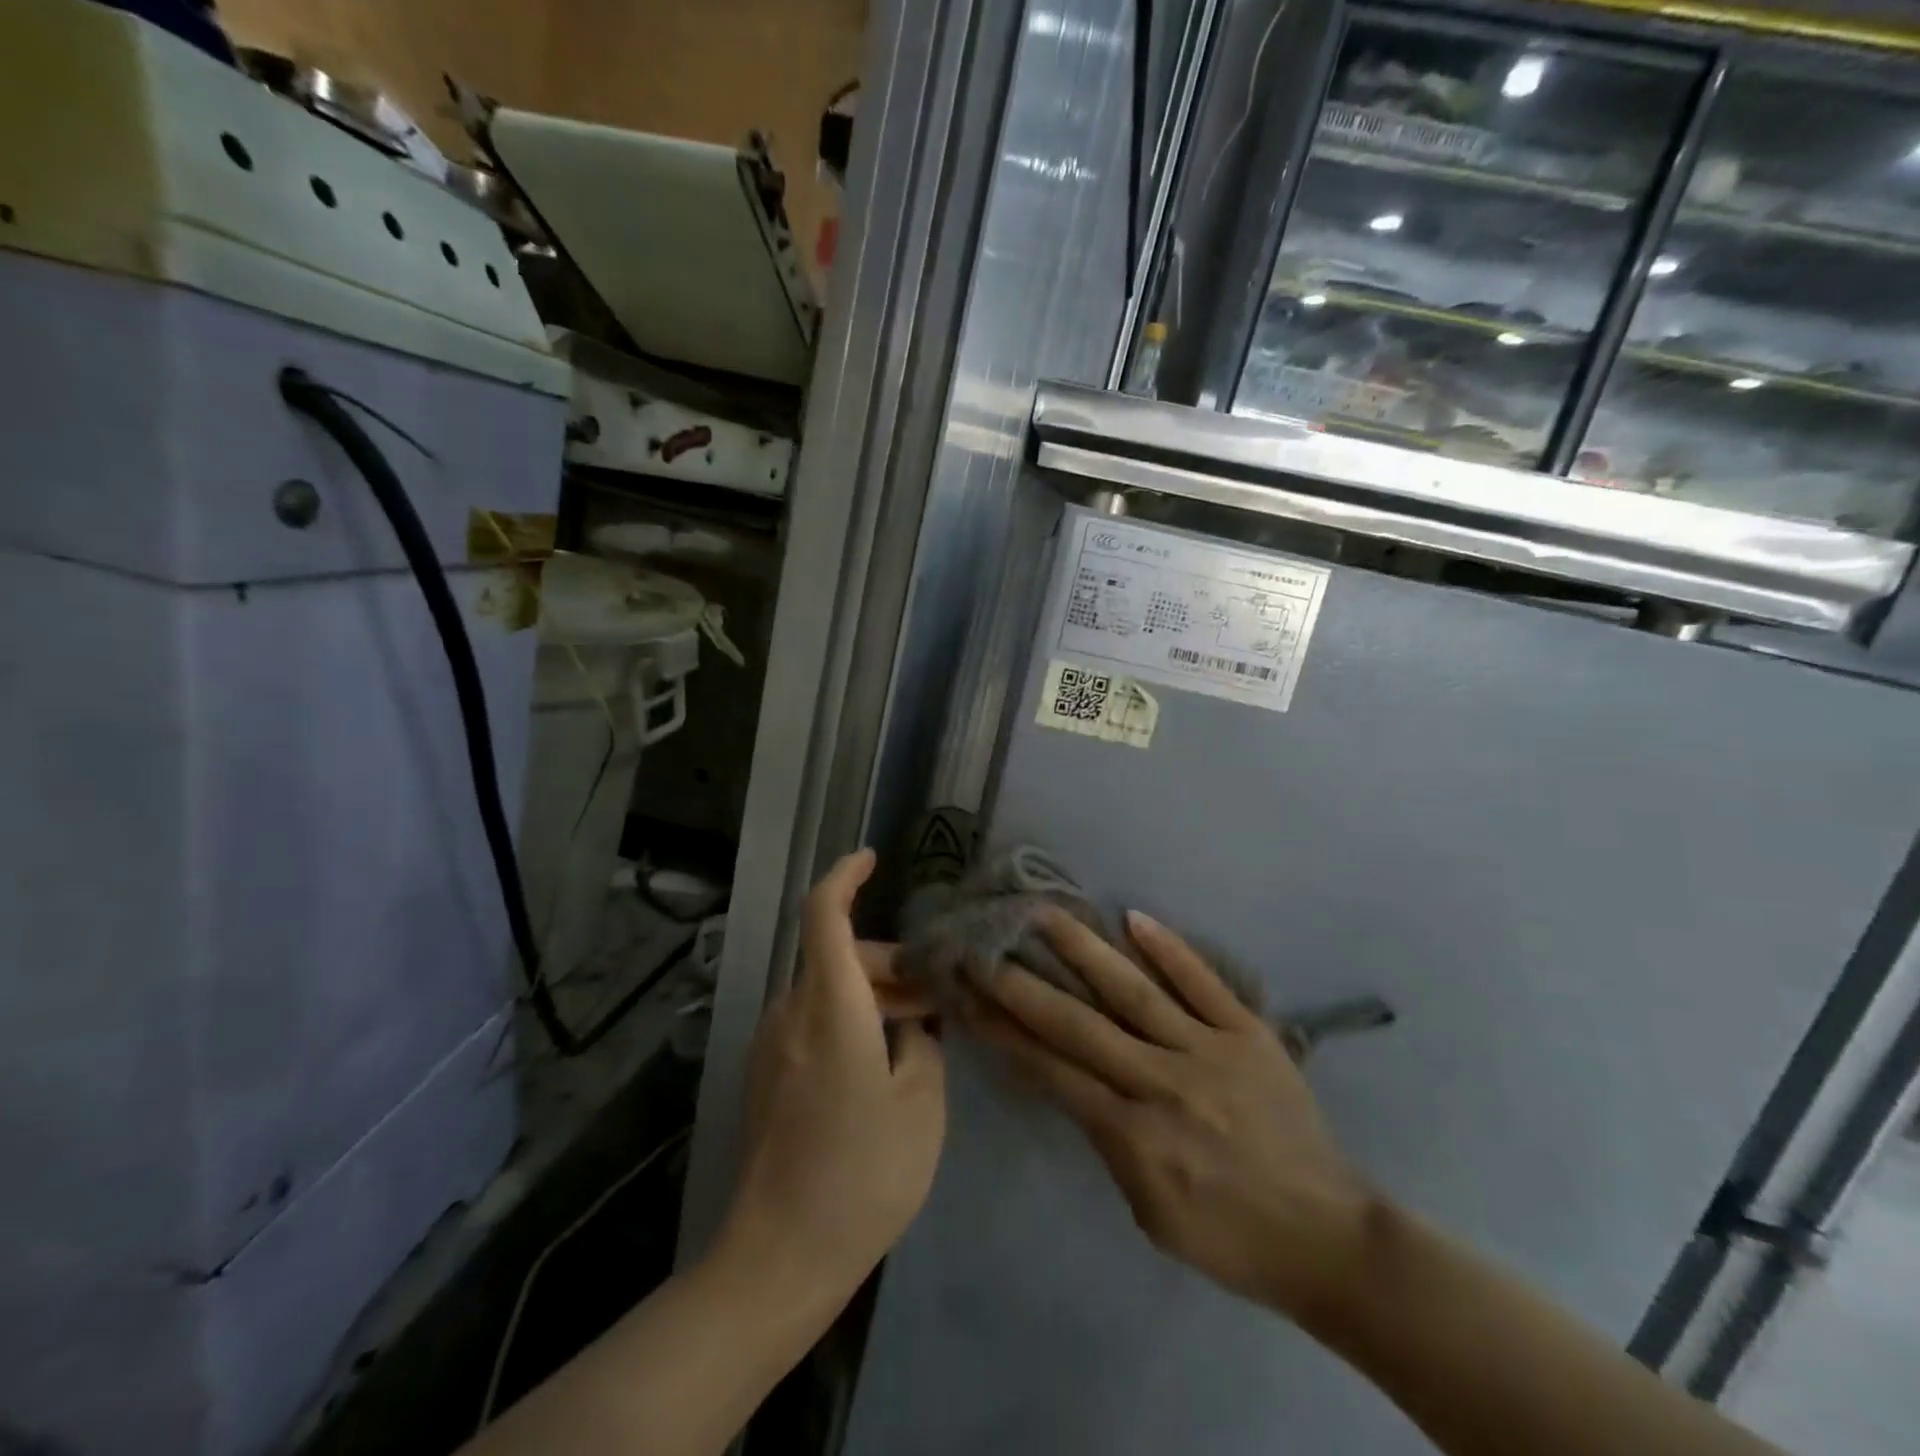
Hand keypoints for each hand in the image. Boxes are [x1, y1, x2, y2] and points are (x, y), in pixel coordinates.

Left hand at [718, 850, 947, 1314]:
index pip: (823, 914)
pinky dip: (849, 1021)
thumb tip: (914, 1022)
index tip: (870, 858)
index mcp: (830, 1006)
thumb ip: (924, 1044)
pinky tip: (882, 1064)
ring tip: (920, 1034)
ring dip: (872, 996)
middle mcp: (791, 1012)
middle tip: (937, 998)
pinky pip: (812, 1023)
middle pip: (837, 957)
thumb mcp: (921, 1105)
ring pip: (827, 991)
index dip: (844, 875)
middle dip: (889, 964)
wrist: (778, 1258)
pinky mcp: (767, 1076)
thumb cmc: (862, 1175)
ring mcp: (772, 1045)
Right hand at [966, 909, 1371, 1320]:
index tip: (970, 997)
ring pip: (1135, 991)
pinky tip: (1133, 917)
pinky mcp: (1249, 1033)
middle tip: (986, 947)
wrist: (1329, 1237)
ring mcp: (1209, 1050)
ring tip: (1046, 912)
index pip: (1053, 1070)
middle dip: (1024, 985)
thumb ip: (1107, 1141)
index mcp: (1135, 1135)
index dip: (1005, 1032)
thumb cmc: (1230, 1238)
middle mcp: (1164, 1082)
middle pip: (1080, 1024)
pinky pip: (1204, 983)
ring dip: (1086, 949)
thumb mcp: (1150, 1210)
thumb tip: (1073, 1080)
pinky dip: (1169, 949)